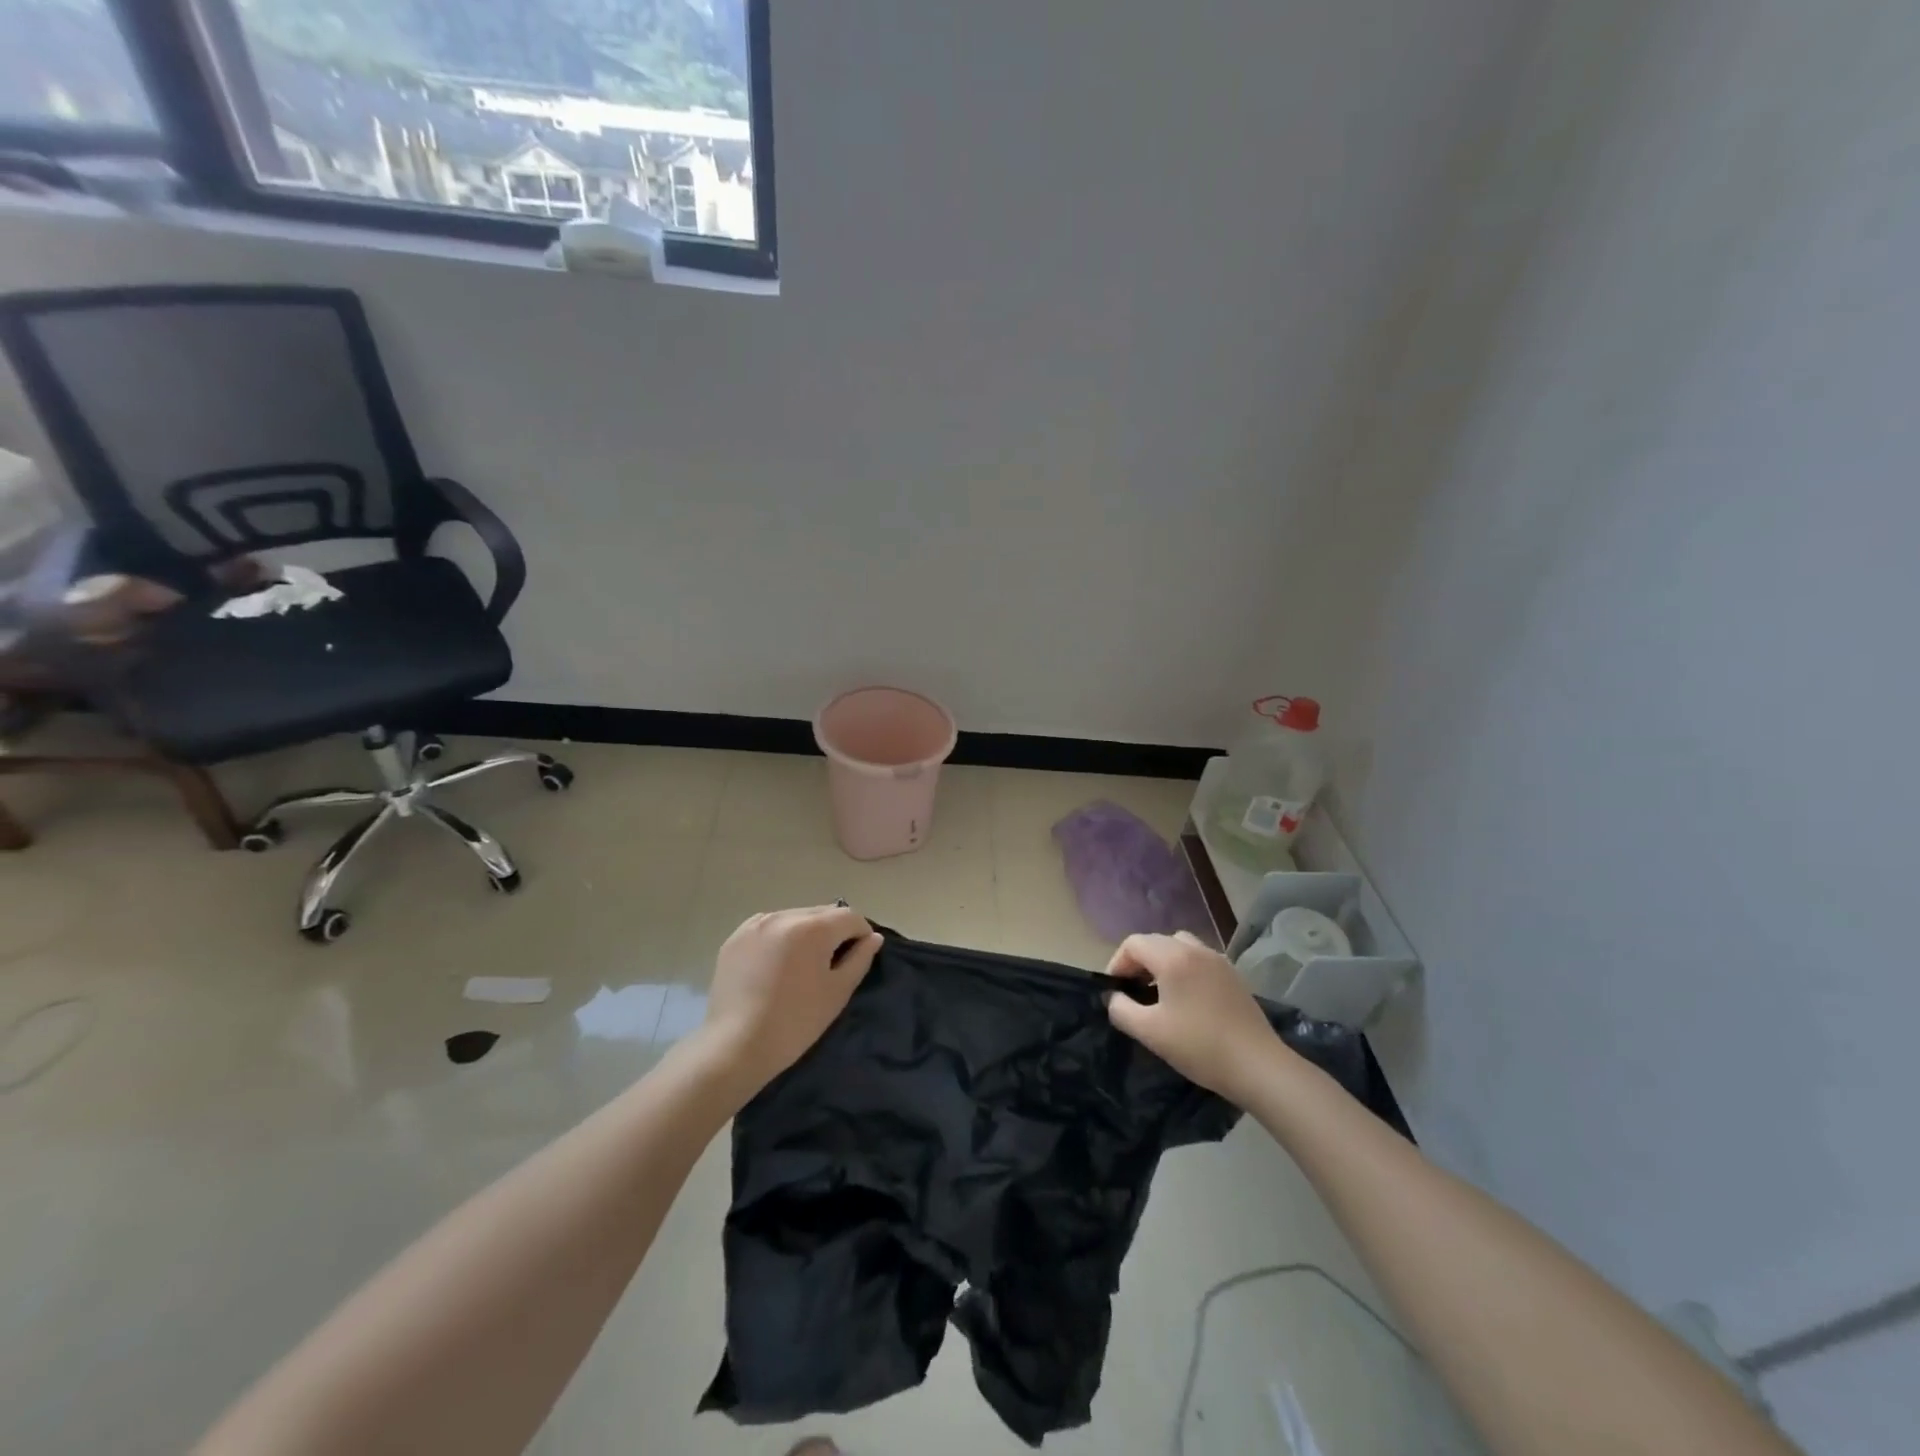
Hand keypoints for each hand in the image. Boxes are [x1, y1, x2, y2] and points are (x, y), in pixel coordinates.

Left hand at [696, 905, 883, 1095]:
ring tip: (802, 964)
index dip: (861, 934)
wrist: (736, 1047)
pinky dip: (780, 938)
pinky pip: (769, 927)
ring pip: (795, 917)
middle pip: (822, 913)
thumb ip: (860, 959)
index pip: (849, 916)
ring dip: (806, 932)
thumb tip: (873, 938)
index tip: (859, 957)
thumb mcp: (837, 992)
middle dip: (834, 931)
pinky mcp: (735, 938)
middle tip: (832, 963)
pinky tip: (776, 965)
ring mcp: (755, 925)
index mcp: (812, 928)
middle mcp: (783, 916)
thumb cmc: (795, 1022)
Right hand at [1105, 932, 1280, 1103]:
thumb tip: (1114, 998)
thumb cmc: (1199, 1046)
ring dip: (1162, 962)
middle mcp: (1196, 949)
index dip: (1117, 963)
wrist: (1258, 1066)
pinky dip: (1184, 968)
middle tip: (1133, 992)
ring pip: (1179, 947)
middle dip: (1138, 961)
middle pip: (1156, 941)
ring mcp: (1218, 960)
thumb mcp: (1150, 1032)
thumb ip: (1122, 1010)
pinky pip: (1199, 959)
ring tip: (1158, 992)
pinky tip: (1186, 1000)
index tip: (1116, 991)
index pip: (1134, 943)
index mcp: (1173, 957)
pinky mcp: (1233, 975)